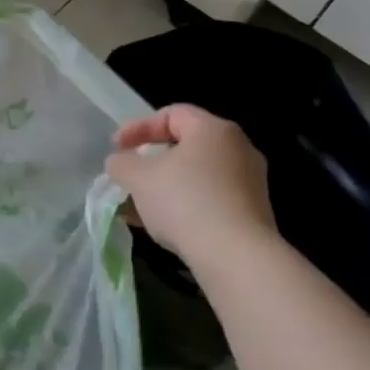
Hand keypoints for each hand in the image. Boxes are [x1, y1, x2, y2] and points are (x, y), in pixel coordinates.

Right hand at [106, 105, 276, 257]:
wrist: (236, 256)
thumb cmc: (184, 201)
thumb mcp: (138, 177)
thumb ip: (122, 163)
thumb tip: (120, 163)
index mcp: (213, 129)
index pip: (171, 114)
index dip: (138, 127)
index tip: (116, 148)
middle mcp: (238, 148)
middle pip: (186, 145)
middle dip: (151, 160)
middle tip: (130, 175)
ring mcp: (250, 182)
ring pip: (196, 175)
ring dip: (165, 186)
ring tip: (138, 206)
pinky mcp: (252, 212)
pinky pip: (210, 198)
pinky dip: (184, 204)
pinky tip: (161, 225)